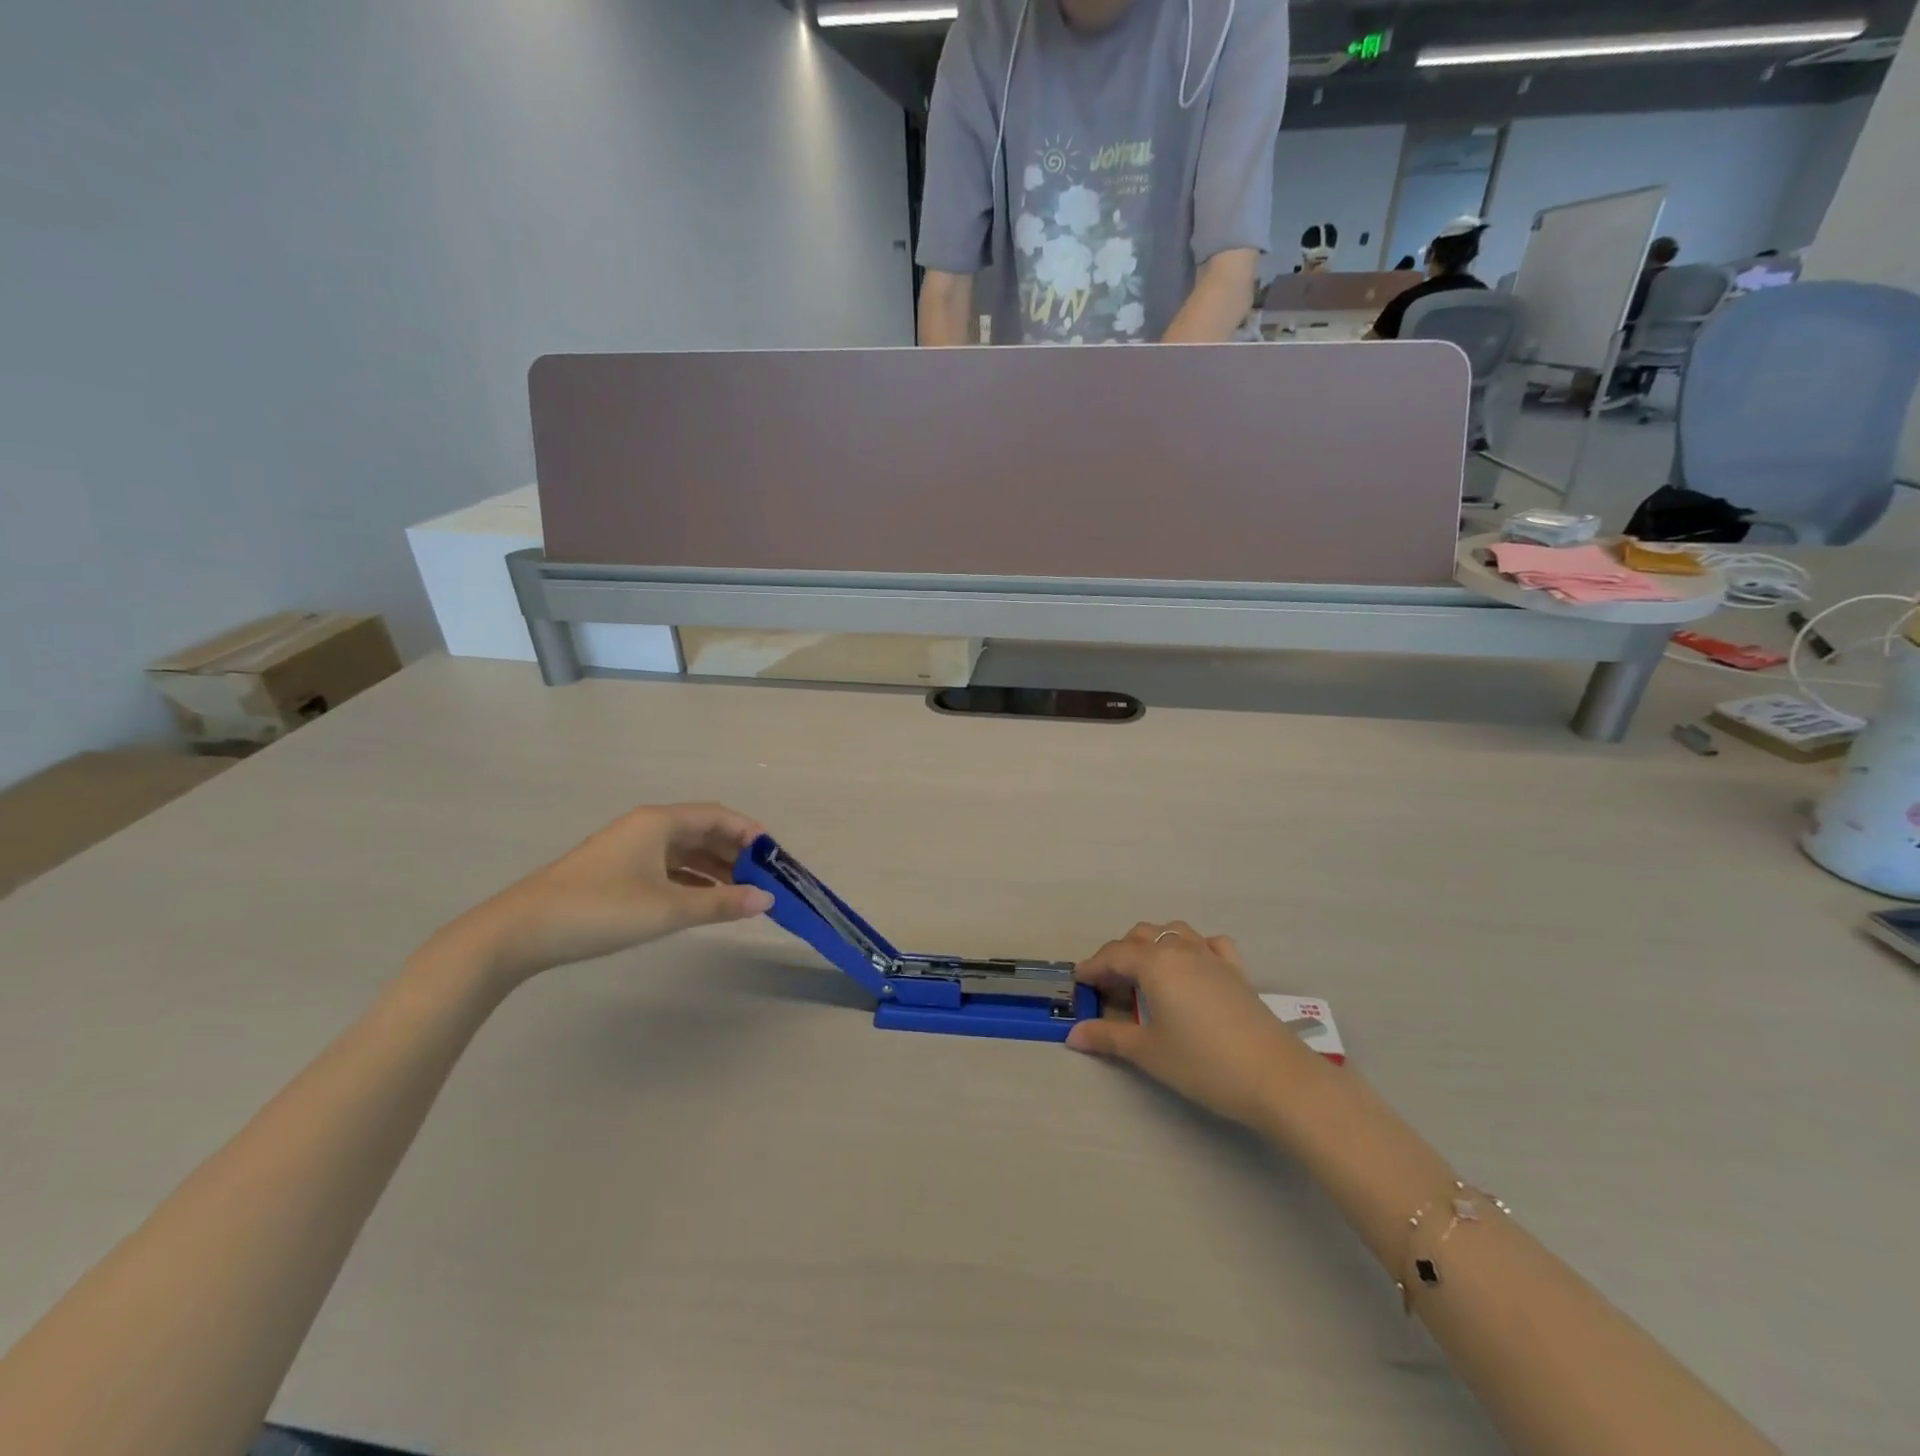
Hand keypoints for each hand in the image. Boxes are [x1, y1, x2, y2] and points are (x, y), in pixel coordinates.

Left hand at [428, 803, 773, 985]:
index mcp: (660, 821)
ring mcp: (631, 849)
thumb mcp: (667, 908)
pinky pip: (669, 867)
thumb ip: (721, 903)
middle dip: (738, 855)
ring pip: (687, 852)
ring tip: (743, 896)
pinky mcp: (618, 871)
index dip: (753, 834)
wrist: (520, 932)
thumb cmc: (600, 910)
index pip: (720, 817)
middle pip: (705, 832)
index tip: (778, 860)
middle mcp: (648, 827)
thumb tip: (768, 900)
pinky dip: (693, 880)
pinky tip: (706, 901)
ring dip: (717, 870)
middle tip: (766, 882)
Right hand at [1066, 921, 1312, 1127]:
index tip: (1079, 983)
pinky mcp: (1236, 971)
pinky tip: (1192, 968)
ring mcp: (1212, 957)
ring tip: (1144, 974)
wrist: (1276, 1078)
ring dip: (1152, 945)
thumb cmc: (1204, 1064)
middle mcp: (1181, 950)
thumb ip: (1109, 1038)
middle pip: (1140, 936)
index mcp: (1155, 963)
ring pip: (1173, 932)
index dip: (1093, 967)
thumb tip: (1074, 1035)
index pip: (1113, 955)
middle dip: (1119, 955)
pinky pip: (1209, 944)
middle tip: (1109, 986)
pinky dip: (1193, 947)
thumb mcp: (1150, 1052)